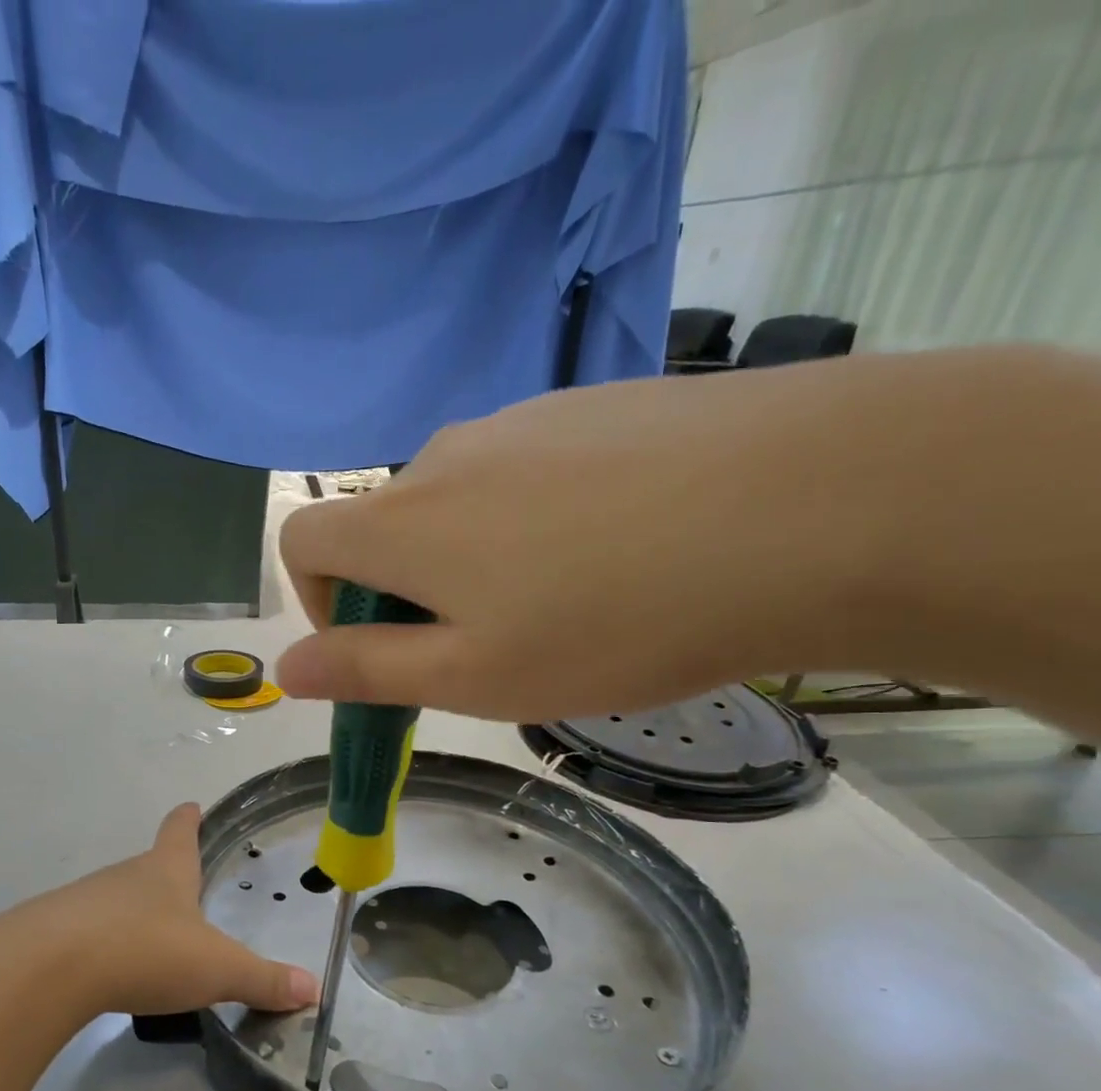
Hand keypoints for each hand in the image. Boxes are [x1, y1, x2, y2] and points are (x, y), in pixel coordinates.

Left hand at [9, 804, 319, 1018]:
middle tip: (182, 895)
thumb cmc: (146, 951)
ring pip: (115, 900)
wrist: (49, 969)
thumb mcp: (217, 969)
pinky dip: (100, 946)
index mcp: (166, 871)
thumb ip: (263, 980)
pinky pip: (85, 932)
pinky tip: (106, 972)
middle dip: (164, 876)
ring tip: (148, 942)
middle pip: (148, 866)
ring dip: (131, 914)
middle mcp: (125, 876)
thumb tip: (314, 989)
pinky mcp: (53, 933)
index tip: (190, 806)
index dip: (188, 819)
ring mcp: (84, 901)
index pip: (180, 831)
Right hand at [274, 355, 915, 720]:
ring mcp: (524, 418)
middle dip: (411, 593)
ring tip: (571, 605)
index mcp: (402, 521)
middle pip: (387, 526)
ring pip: (462, 501)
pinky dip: (538, 520)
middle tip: (495, 649)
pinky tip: (623, 549)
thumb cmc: (615, 620)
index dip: (318, 601)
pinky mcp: (595, 404)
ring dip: (478, 560)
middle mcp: (446, 455)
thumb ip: (366, 670)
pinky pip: (530, 469)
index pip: (302, 539)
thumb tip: (285, 666)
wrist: (815, 504)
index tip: (381, 646)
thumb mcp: (474, 676)